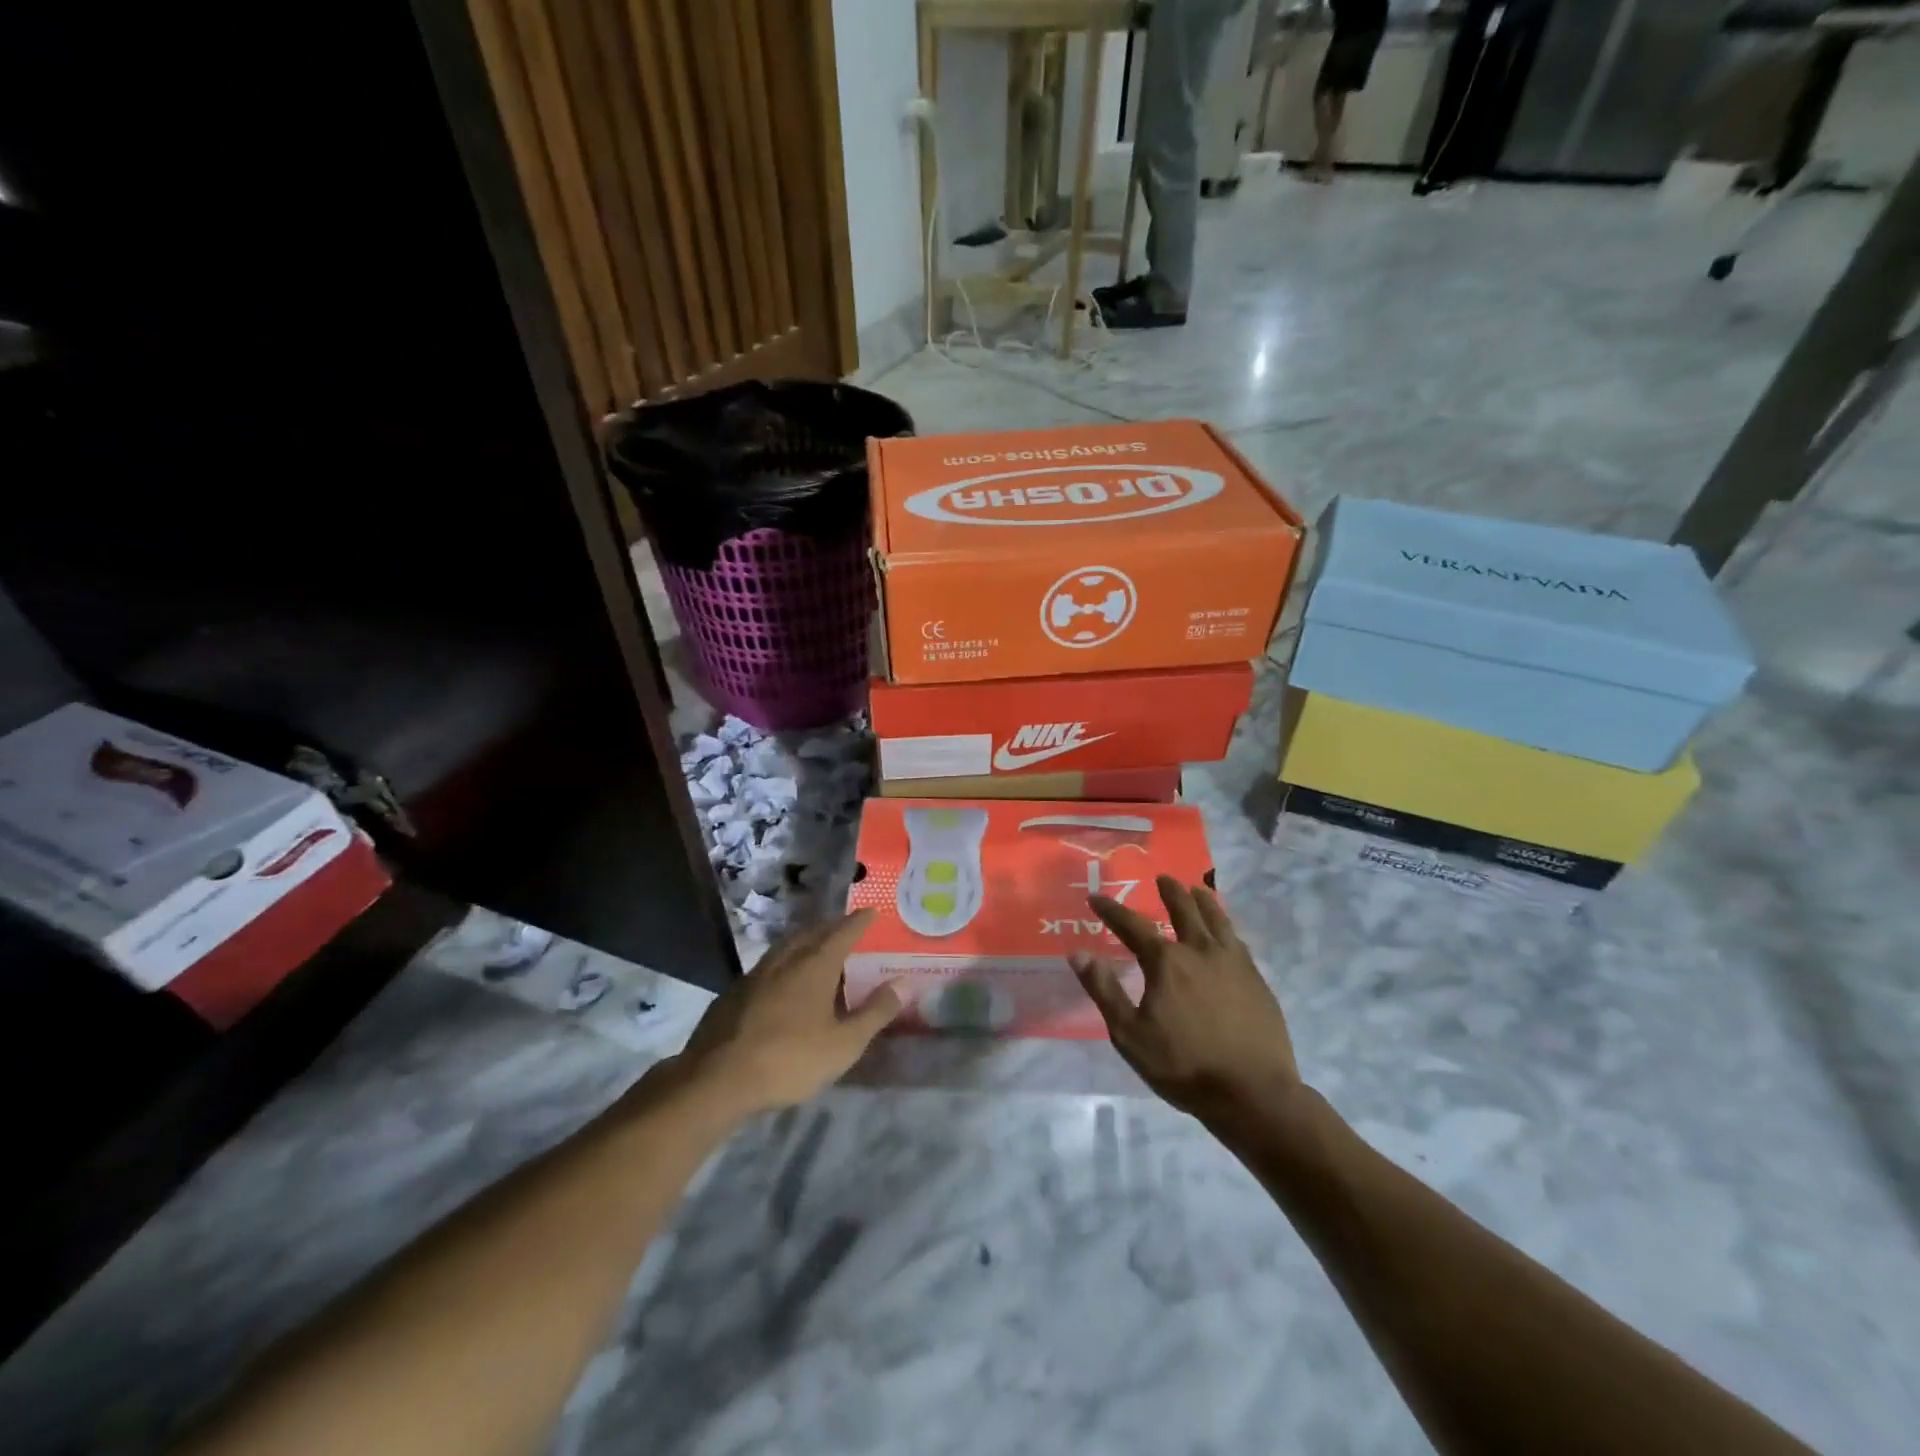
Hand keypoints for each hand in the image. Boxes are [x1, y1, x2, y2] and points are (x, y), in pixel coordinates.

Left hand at [673, 911, 901, 1115]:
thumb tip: (904, 983)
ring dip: (805, 941)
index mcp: (814, 966)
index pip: (842, 933)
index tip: (871, 911)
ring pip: (785, 947)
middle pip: (811, 933)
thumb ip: (875, 1012)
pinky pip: (767, 965)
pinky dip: (784, 962)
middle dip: (830, 927)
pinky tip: (782, 980)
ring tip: (816, 946)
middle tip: (845, 926)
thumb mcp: (843, 1043)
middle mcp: (785, 960)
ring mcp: (755, 975)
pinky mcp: (734, 993)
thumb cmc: (789, 1059)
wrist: (716, 1079)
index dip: (858, 922)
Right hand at [1071, 876, 1300, 1122]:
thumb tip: (1078, 953)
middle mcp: (1200, 951)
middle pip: (1184, 910)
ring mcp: (1233, 963)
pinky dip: (1226, 927)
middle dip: (1170, 892)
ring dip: (1204, 901)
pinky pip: (1238, 941)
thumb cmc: (1183, 1065)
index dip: (1112, 910)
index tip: (1097, 898)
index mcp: (1166, 962)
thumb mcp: (1129, 1034)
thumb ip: (1104, 990)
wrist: (1252, 1093)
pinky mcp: (1257, 980)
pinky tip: (1226, 932)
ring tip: (1197, 890)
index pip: (1132, 925)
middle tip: (1163, 878)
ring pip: (1217, 920)